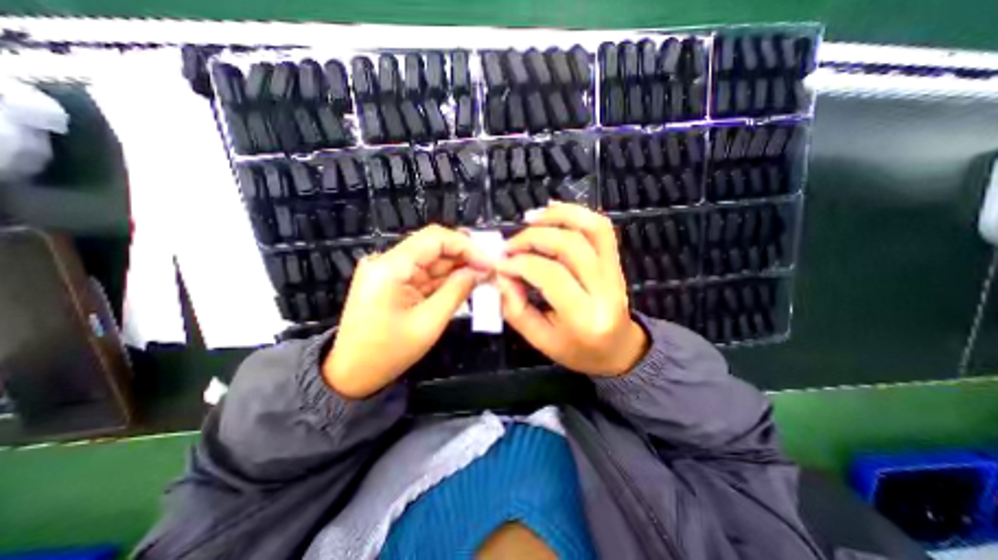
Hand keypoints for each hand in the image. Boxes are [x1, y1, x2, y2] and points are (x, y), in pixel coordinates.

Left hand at [326, 225, 492, 400]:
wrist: (351, 374)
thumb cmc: (387, 354)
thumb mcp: (429, 324)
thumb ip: (457, 291)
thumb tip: (480, 271)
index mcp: (390, 268)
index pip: (434, 239)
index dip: (466, 246)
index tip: (488, 261)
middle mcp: (387, 261)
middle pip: (434, 246)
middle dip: (464, 256)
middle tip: (490, 269)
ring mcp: (389, 270)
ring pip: (432, 259)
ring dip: (457, 267)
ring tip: (483, 276)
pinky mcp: (394, 280)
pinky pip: (425, 273)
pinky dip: (445, 278)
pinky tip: (465, 283)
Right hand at [497, 201, 647, 376]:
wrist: (618, 349)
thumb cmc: (577, 351)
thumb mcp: (539, 340)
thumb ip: (516, 308)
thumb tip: (501, 274)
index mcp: (584, 318)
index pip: (551, 275)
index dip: (521, 264)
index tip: (501, 264)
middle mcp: (605, 290)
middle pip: (570, 246)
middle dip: (533, 239)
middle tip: (510, 246)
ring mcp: (615, 272)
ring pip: (591, 228)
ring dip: (557, 216)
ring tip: (529, 220)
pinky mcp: (616, 261)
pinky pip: (600, 228)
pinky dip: (575, 213)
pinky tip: (552, 211)